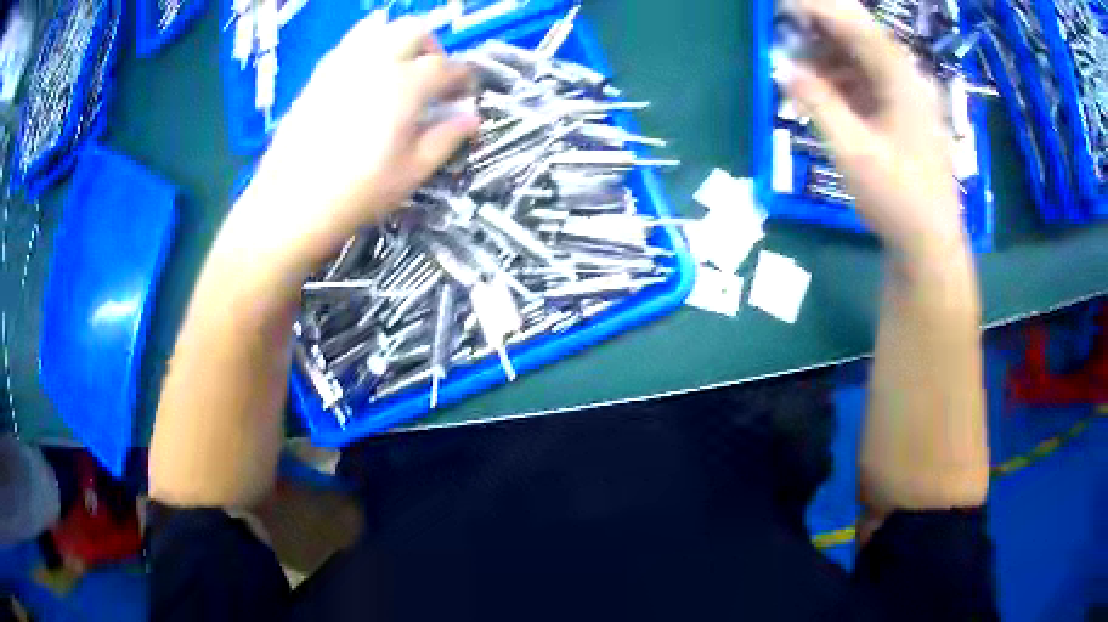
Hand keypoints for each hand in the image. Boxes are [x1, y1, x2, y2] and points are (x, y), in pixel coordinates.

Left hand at [225, 16, 479, 285]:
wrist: (290, 206)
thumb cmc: (357, 193)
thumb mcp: (412, 172)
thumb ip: (446, 138)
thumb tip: (471, 118)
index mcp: (405, 85)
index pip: (447, 67)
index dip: (464, 78)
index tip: (467, 94)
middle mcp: (376, 62)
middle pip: (415, 31)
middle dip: (433, 49)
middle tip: (433, 78)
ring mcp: (343, 64)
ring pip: (380, 29)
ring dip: (399, 41)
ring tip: (399, 70)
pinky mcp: (318, 75)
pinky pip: (349, 45)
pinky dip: (368, 48)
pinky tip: (366, 75)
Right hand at [780, 0, 963, 259]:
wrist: (930, 245)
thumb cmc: (897, 198)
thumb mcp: (852, 150)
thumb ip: (816, 101)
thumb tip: (781, 65)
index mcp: (901, 79)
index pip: (856, 26)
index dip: (817, 8)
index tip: (781, 2)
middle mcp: (907, 78)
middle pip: (861, 33)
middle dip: (822, 21)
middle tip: (785, 15)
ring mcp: (906, 96)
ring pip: (862, 55)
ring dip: (827, 49)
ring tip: (793, 49)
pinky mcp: (901, 114)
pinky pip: (866, 79)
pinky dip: (839, 75)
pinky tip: (818, 82)